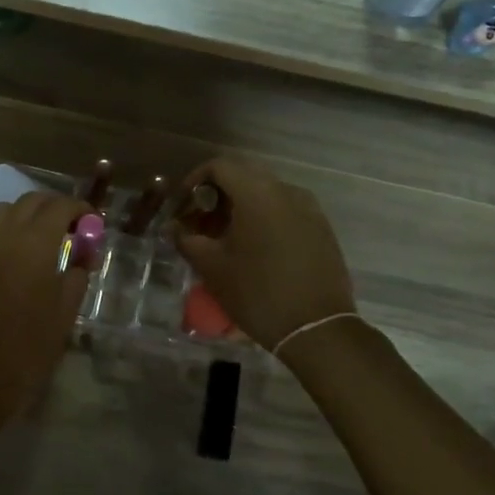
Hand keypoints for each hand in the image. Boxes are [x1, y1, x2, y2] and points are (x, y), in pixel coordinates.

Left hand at [0, 192, 91, 415]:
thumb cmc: (31, 345)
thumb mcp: (66, 311)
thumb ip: (76, 276)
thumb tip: (81, 260)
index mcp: (34, 244)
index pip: (59, 207)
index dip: (79, 209)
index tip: (92, 221)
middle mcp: (5, 237)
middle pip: (29, 202)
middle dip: (53, 206)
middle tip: (71, 226)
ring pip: (4, 212)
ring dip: (26, 214)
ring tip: (43, 238)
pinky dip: (8, 234)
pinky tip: (20, 259)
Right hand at [171, 158, 356, 351]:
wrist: (316, 328)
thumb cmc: (257, 293)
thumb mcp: (212, 267)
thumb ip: (187, 239)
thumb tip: (172, 227)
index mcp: (258, 193)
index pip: (219, 166)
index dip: (193, 181)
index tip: (181, 206)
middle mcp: (286, 191)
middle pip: (243, 177)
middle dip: (216, 197)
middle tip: (198, 225)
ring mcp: (309, 209)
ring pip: (266, 195)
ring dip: (240, 209)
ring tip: (224, 240)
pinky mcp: (322, 229)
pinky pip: (285, 212)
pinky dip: (263, 220)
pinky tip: (254, 250)